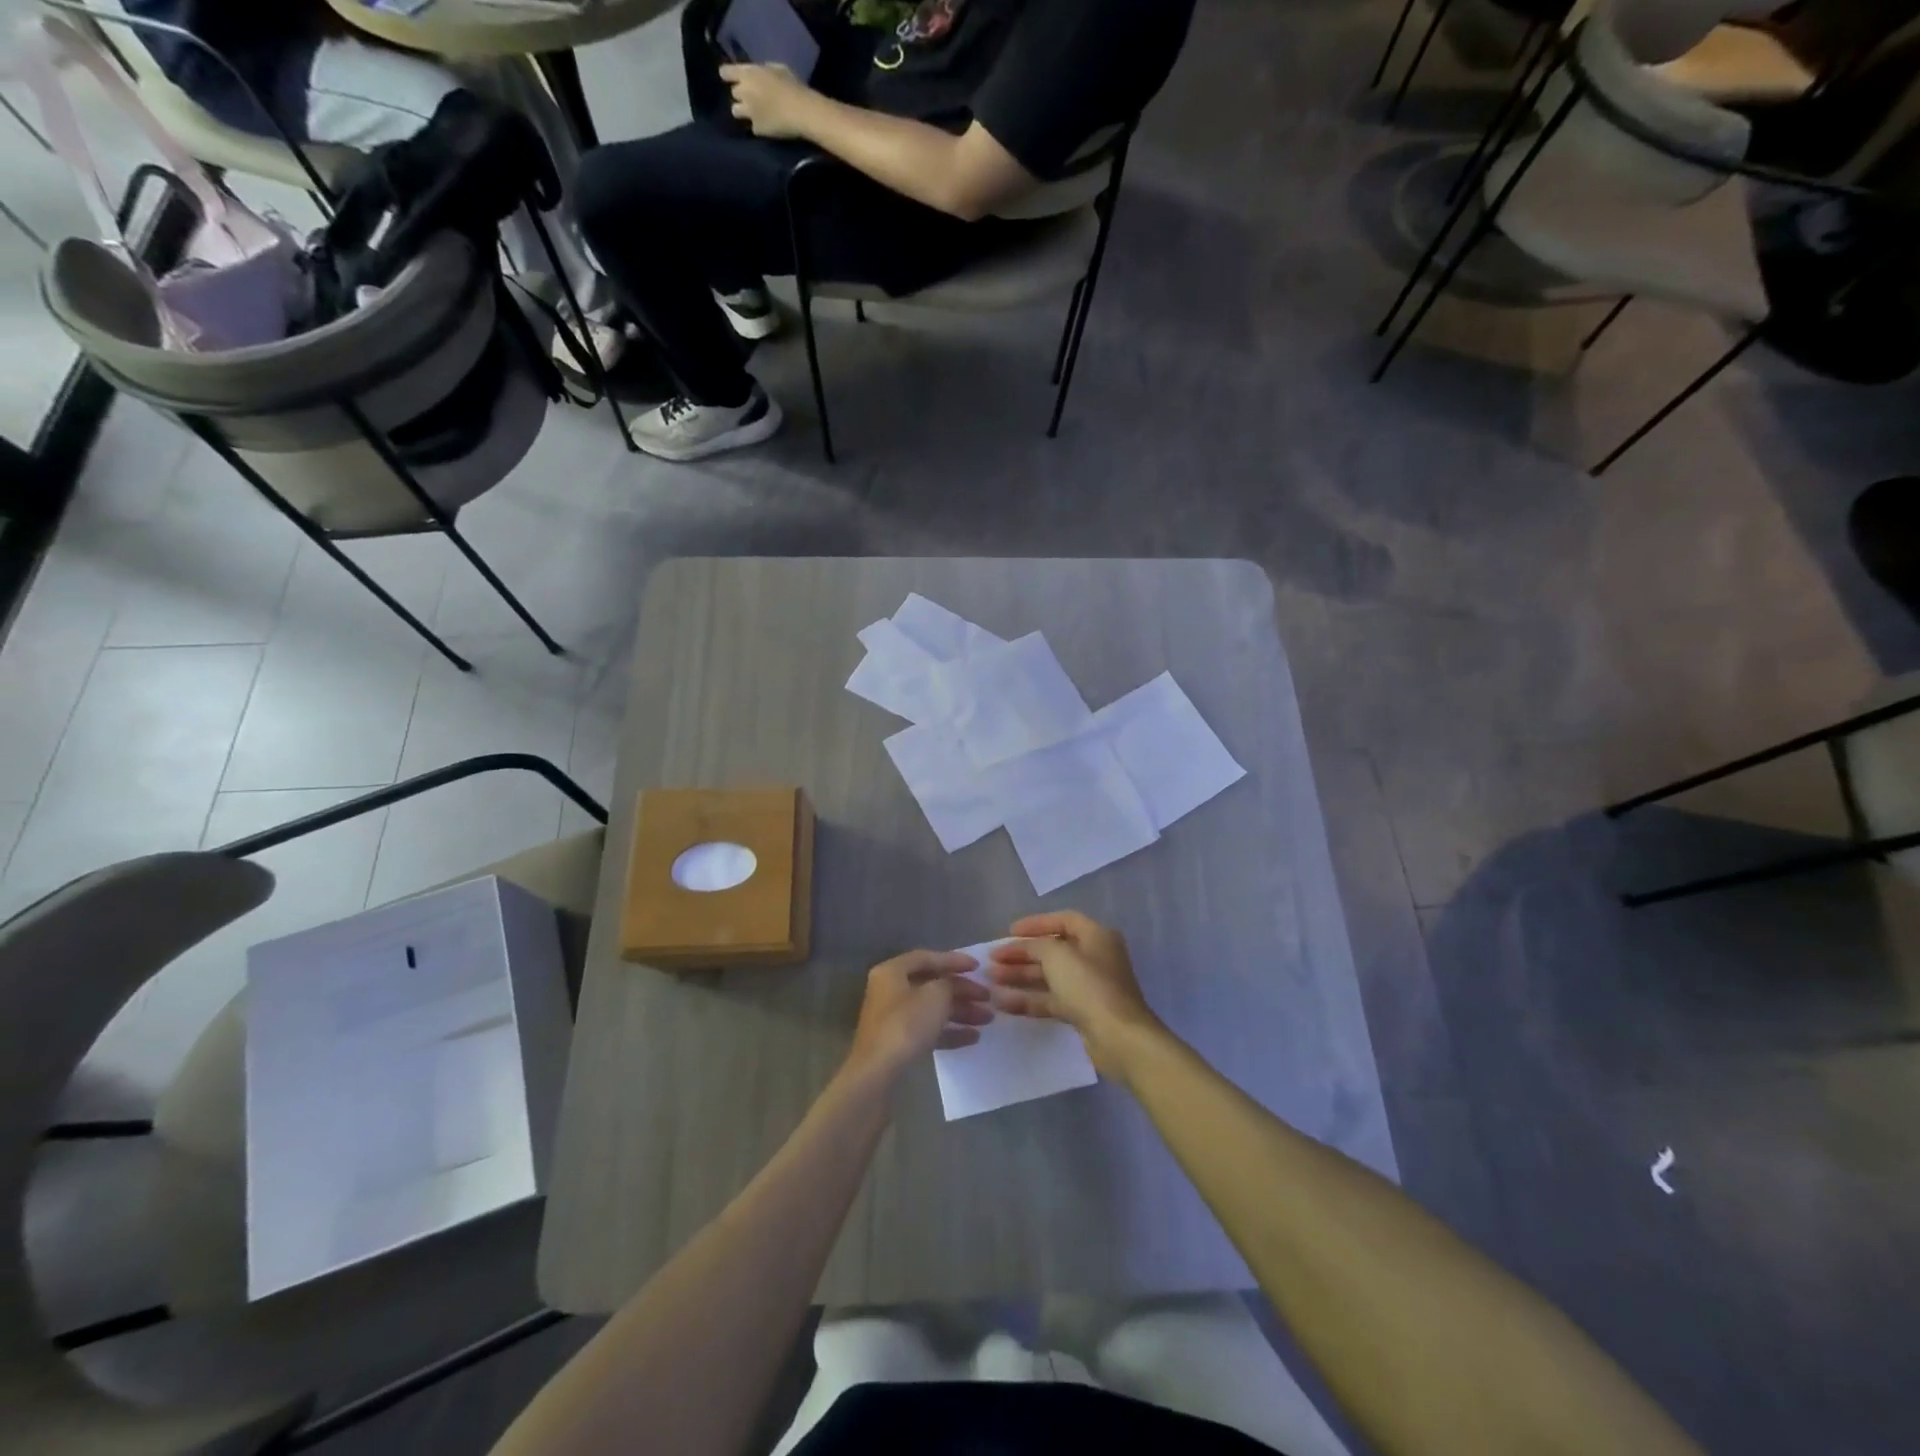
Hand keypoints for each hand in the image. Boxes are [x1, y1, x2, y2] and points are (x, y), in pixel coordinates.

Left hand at [720, 61, 812, 139]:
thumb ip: (763, 72)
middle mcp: (744, 92)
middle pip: (733, 93)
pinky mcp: (757, 129)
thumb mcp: (776, 69)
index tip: (732, 78)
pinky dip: (758, 126)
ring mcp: (749, 112)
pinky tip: (766, 126)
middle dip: (740, 95)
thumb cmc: (792, 85)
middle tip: (751, 98)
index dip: (728, 75)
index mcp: (748, 73)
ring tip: (754, 114)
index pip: (725, 72)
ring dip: (743, 111)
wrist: (801, 111)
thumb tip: (759, 75)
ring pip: (736, 111)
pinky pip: (753, 127)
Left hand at [845, 949, 992, 1080]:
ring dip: (960, 1012)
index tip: (978, 967)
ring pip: (932, 1009)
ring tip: (987, 1019)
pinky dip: (949, 1032)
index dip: (954, 960)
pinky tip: (973, 1038)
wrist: (878, 1073)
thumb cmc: (906, 1024)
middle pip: (931, 984)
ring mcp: (893, 1018)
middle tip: (988, 997)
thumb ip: (949, 984)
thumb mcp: (935, 996)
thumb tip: (954, 985)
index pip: (926, 958)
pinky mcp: (898, 1043)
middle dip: (962, 991)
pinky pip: (928, 1030)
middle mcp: (890, 990)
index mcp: (892, 972)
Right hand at [988, 912, 1160, 1074]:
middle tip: (993, 959)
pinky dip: (1028, 1000)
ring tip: (990, 980)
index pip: (1063, 920)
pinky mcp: (1082, 1013)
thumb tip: (1023, 946)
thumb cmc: (1089, 986)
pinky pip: (1051, 1000)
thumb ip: (1036, 945)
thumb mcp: (1058, 955)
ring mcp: (1088, 987)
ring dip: (1020, 977)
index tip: (1009, 931)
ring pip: (1049, 977)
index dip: (1035, 924)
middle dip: (1021, 954)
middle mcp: (1094, 958)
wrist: (1119, 1038)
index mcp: (1096, 937)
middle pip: (1052, 951)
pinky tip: (1002, 1003)